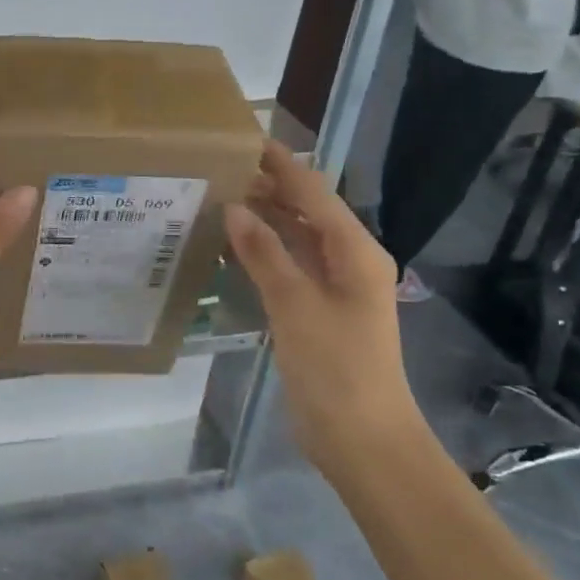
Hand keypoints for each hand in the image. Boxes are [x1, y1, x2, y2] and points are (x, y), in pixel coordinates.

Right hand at [224, 142, 425, 474]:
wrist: (361, 439)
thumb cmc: (337, 368)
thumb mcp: (296, 305)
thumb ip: (265, 253)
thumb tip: (235, 207)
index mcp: (356, 251)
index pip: (314, 193)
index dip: (282, 165)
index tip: (246, 140)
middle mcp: (347, 262)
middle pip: (306, 212)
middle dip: (268, 188)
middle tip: (219, 168)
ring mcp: (331, 289)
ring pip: (295, 240)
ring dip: (262, 219)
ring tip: (218, 197)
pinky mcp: (315, 312)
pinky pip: (286, 268)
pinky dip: (261, 252)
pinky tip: (230, 247)